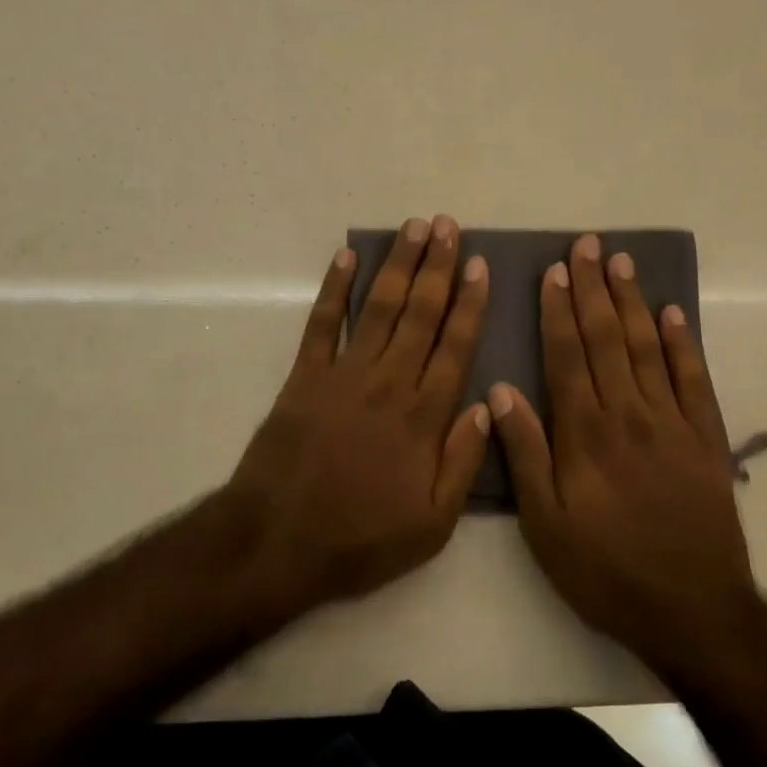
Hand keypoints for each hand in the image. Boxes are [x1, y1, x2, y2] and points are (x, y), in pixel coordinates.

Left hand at [231, 215, 490, 613]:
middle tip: (449, 226)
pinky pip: (322, 323)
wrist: (278, 540)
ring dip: (398, 264)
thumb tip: (488, 405)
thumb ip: (464, 462)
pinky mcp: (305, 377)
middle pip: (420, 313)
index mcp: (424, 416)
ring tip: (414, 228)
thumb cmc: (361, 537)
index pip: (455, 346)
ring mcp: (344, 374)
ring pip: (379, 307)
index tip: (479, 265)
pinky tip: (346, 257)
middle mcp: (389, 382)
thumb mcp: (433, 523)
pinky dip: (334, 288)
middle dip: (437, 267)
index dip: (470, 303)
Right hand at [490, 233, 754, 675]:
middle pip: (608, 338)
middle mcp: (629, 414)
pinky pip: (695, 379)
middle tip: (590, 245)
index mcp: (586, 433)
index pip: (568, 355)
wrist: (693, 609)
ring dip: (634, 302)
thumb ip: (524, 453)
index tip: (555, 270)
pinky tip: (673, 314)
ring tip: (623, 263)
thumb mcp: (545, 525)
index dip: (559, 310)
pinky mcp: (707, 439)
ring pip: (649, 348)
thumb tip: (501, 390)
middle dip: (595, 289)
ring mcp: (673, 423)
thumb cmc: (606, 570)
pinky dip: (684, 343)